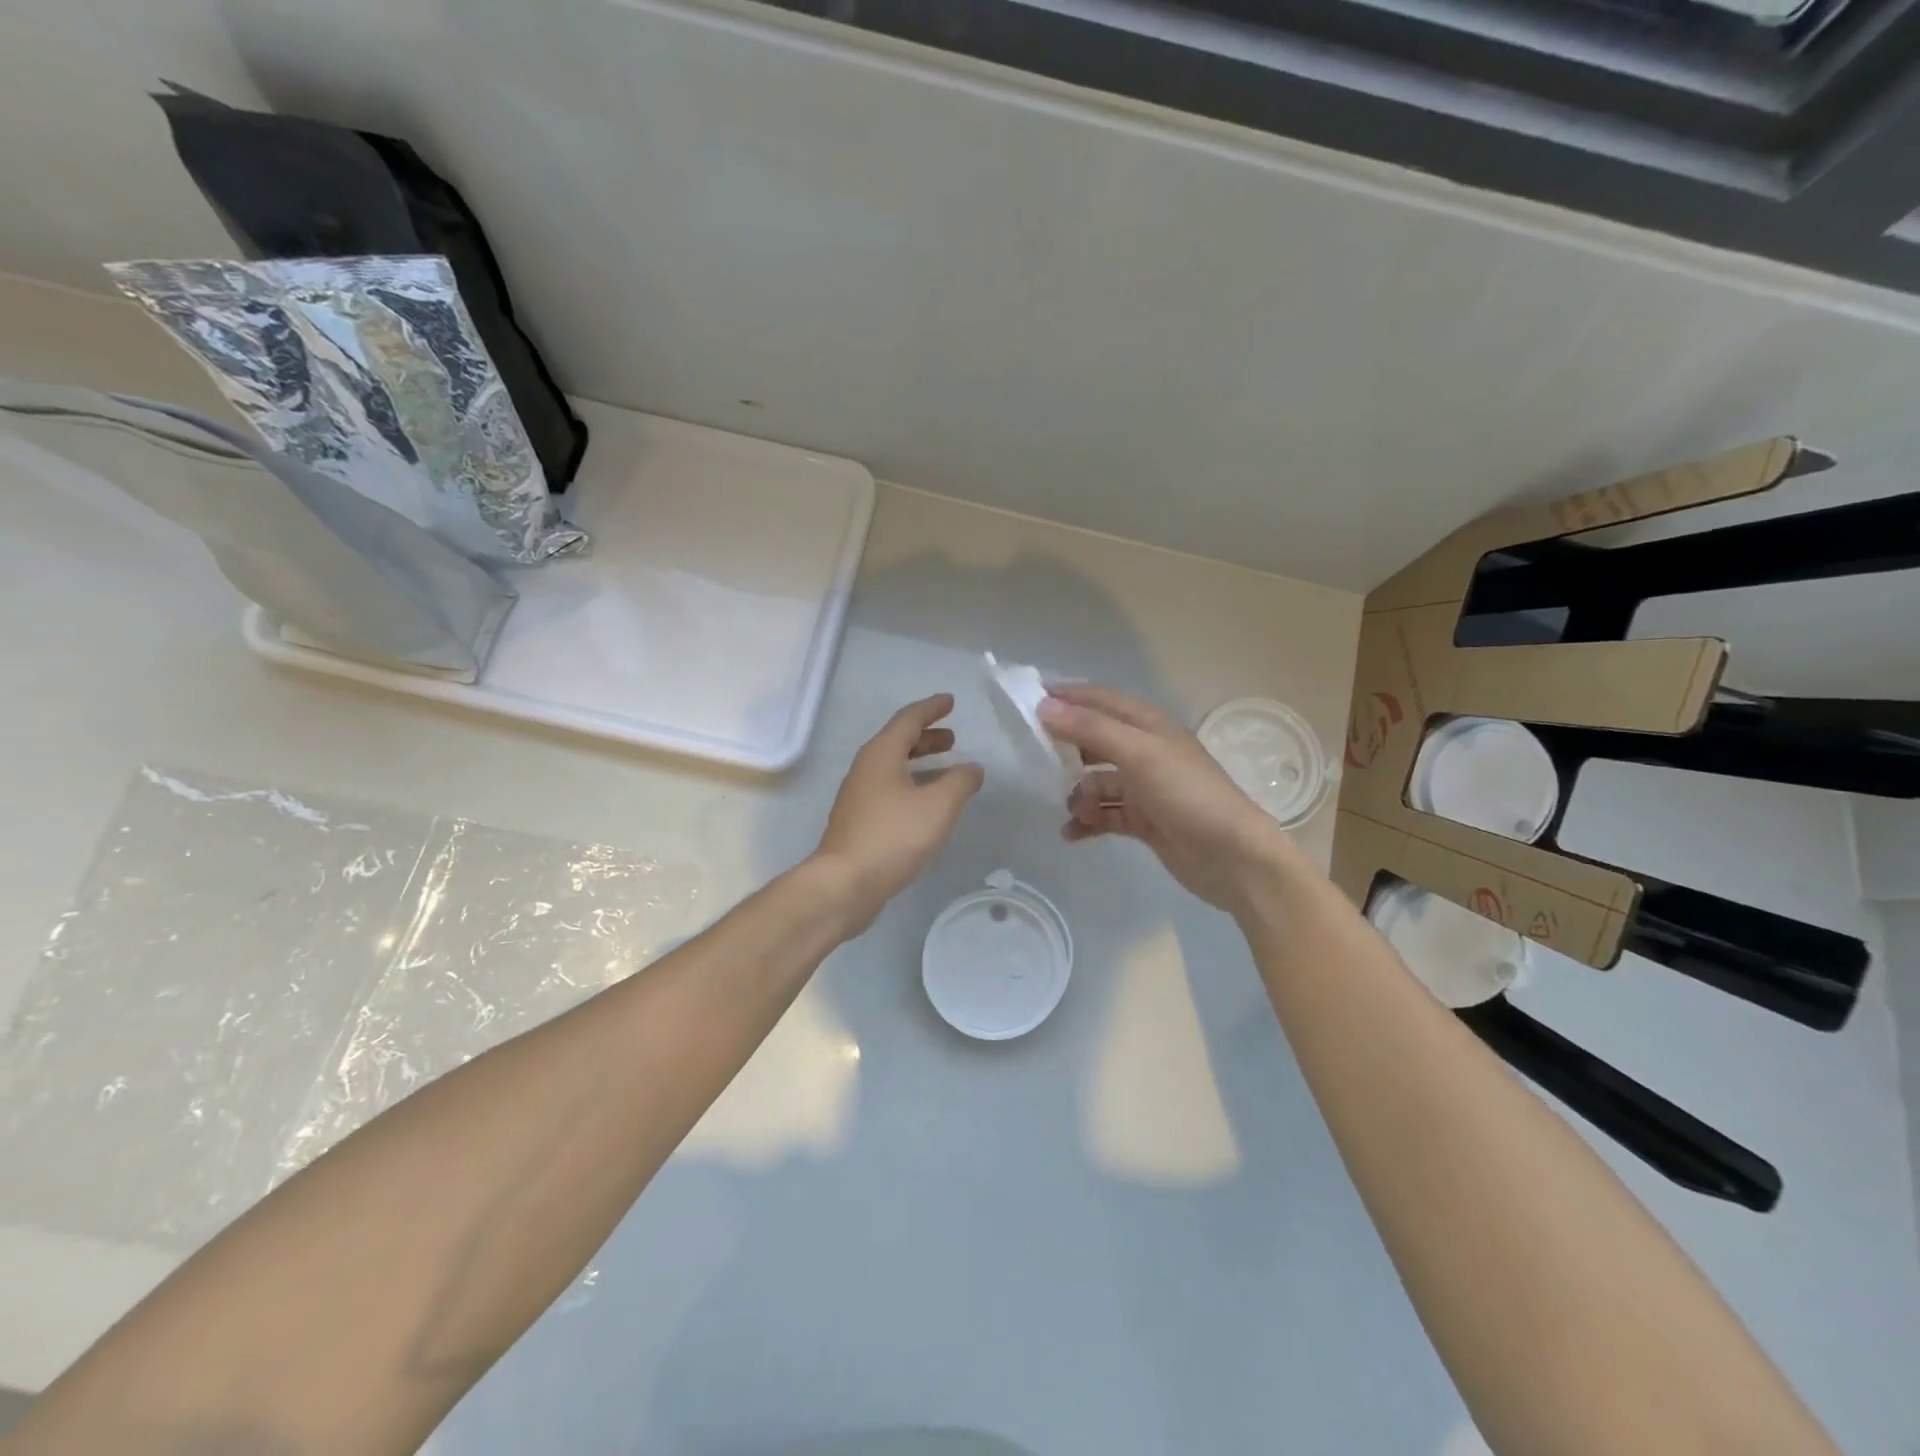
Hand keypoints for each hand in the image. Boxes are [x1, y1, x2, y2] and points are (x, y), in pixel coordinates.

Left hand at [813, 694, 984, 932]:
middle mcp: (866, 769)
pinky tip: (928, 804)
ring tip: (948, 768)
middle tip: (953, 738)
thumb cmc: (893, 836)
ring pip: (894, 767)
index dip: (931, 709)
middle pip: (898, 742)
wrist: (845, 883)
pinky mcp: (859, 821)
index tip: (950, 702)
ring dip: (921, 762)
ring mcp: (859, 796)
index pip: (908, 719)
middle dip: (927, 737)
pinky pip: (890, 789)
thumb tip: (972, 768)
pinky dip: (913, 784)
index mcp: (881, 754)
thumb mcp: (938, 806)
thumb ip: (960, 782)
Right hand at [1039, 683, 1300, 917]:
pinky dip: (1088, 822)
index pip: (1100, 699)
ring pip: (1096, 782)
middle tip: (1031, 759)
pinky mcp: (1144, 821)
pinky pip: (1105, 815)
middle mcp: (1145, 751)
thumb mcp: (1140, 754)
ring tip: (1072, 810)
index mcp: (1149, 725)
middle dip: (1066, 749)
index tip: (1027, 700)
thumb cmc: (1189, 795)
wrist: (1233, 858)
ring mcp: (1144, 788)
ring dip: (1079, 794)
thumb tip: (1044, 707)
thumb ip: (1092, 729)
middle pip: (1094, 741)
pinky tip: (1071, 833)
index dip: (1067, 696)